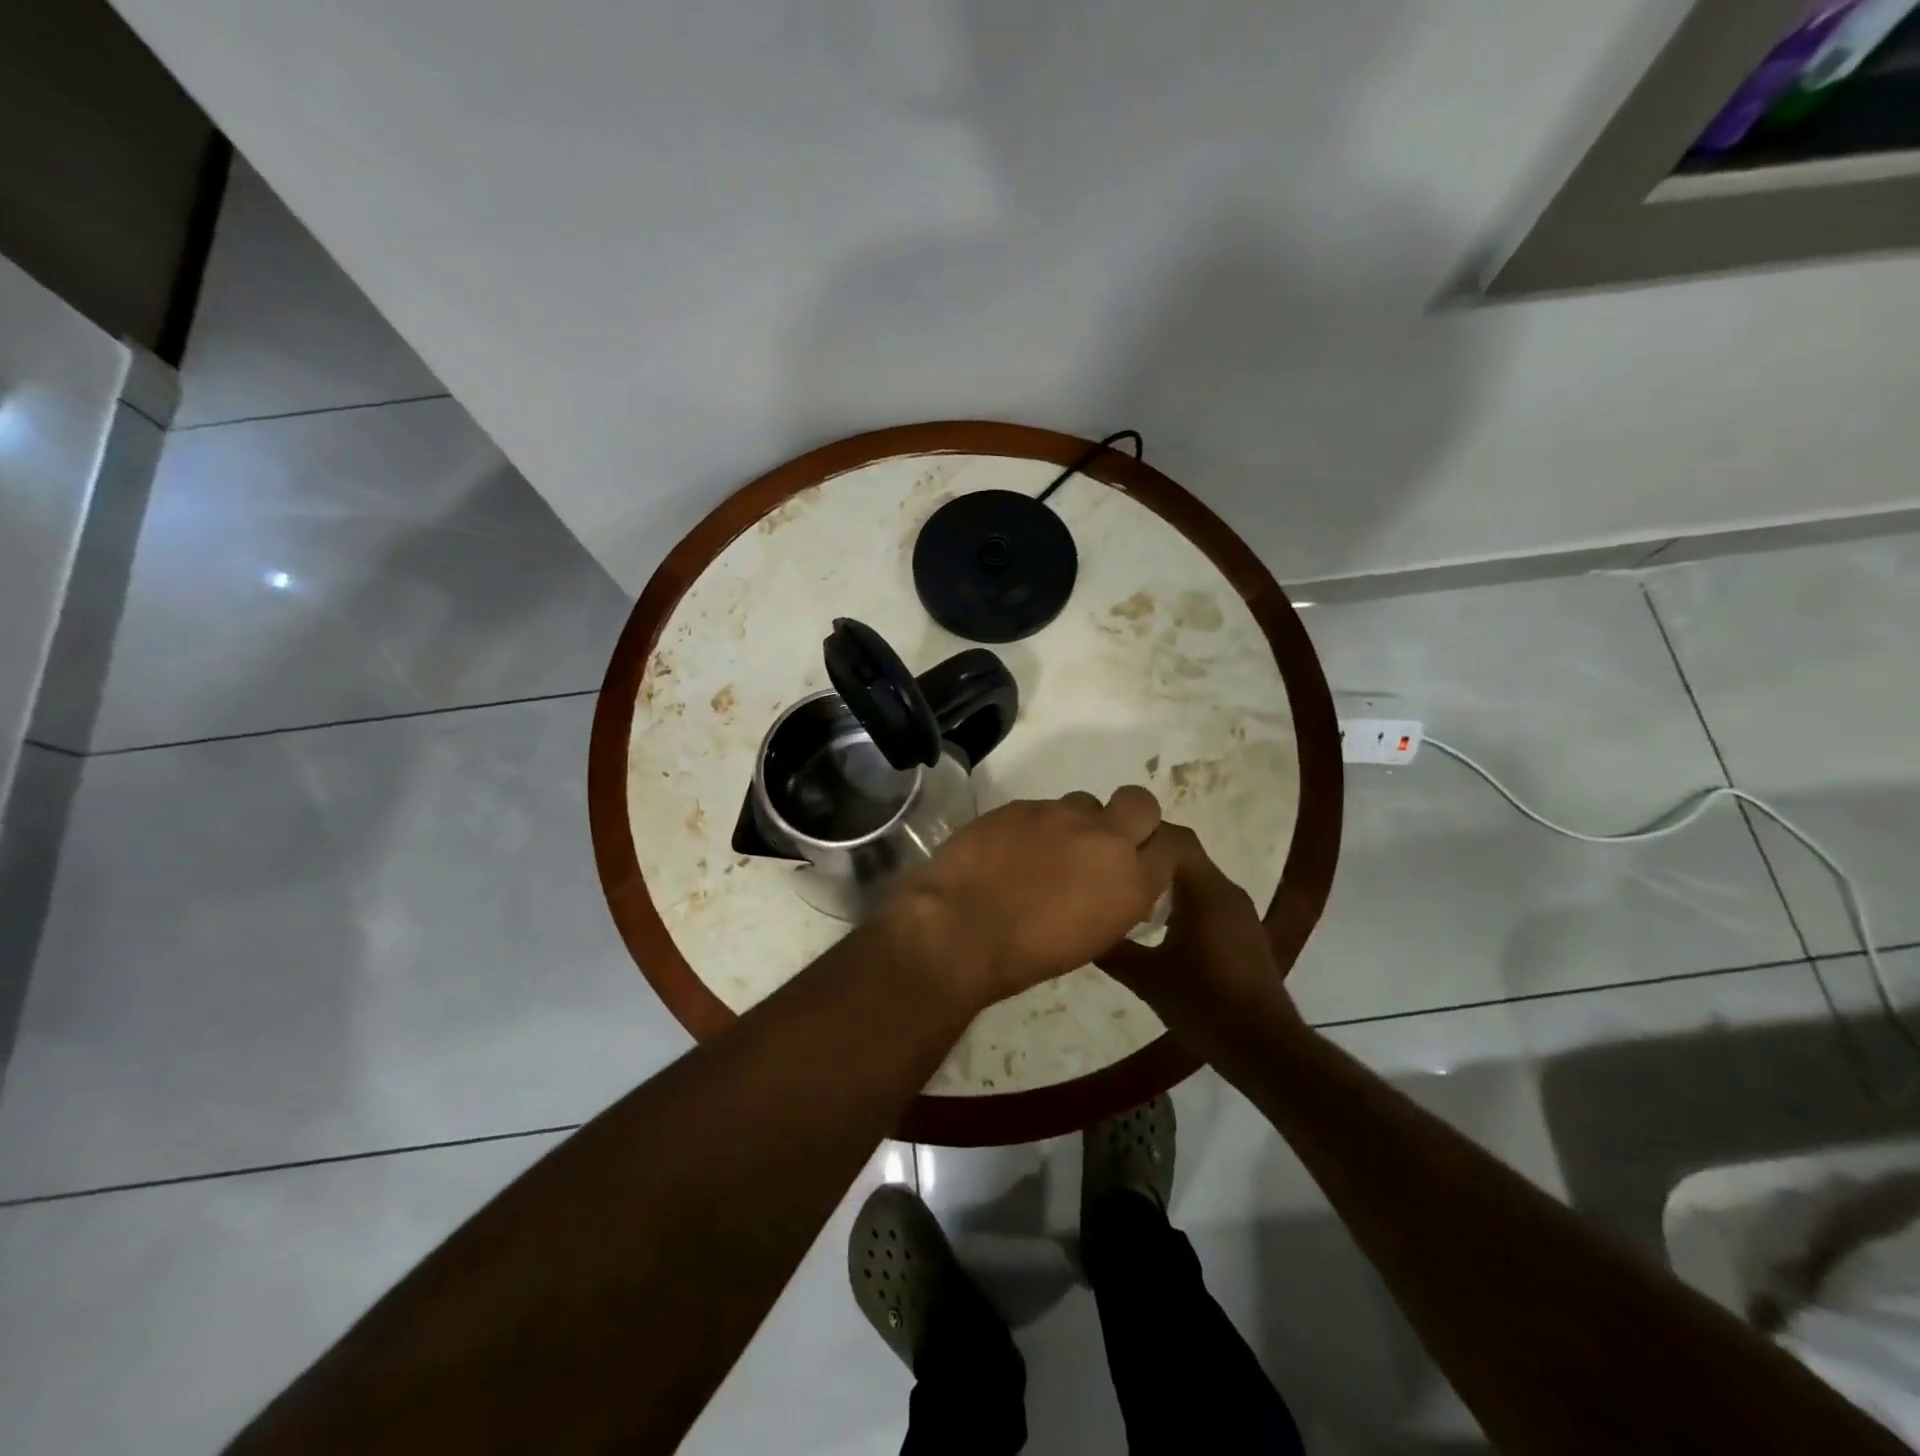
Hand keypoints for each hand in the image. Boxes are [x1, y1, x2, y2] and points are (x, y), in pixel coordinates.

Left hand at [889, 786, 1175, 1008]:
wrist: (960, 928)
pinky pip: (1040, 808)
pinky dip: (1034, 826)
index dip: (1154, 849)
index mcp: (1131, 881)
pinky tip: (1010, 849)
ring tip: (1045, 849)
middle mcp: (1105, 838)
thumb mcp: (1092, 938)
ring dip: (1074, 822)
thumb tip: (1113, 883)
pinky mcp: (1021, 805)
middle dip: (1129, 816)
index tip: (1138, 859)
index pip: (1170, 846)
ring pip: (1084, 802)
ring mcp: (1060, 815)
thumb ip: (1114, 899)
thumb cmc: (1027, 955)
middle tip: (1100, 840)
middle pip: (1140, 803)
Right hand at [1100, 823, 1303, 1064]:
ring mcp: (1238, 911)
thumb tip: (1078, 928)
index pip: (1173, 838)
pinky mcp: (1241, 931)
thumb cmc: (1204, 1004)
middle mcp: (1226, 891)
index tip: (1106, 840)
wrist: (1264, 1048)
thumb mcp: (1146, 977)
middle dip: (1147, 854)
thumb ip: (1112, 948)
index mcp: (1206, 891)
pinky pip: (1205, 897)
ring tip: (1124, 889)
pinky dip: (1179, 897)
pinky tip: (1154, 923)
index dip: (1139, 833)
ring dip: (1162, 876)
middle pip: (1184, 853)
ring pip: (1194, 876)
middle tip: (1108, 862)